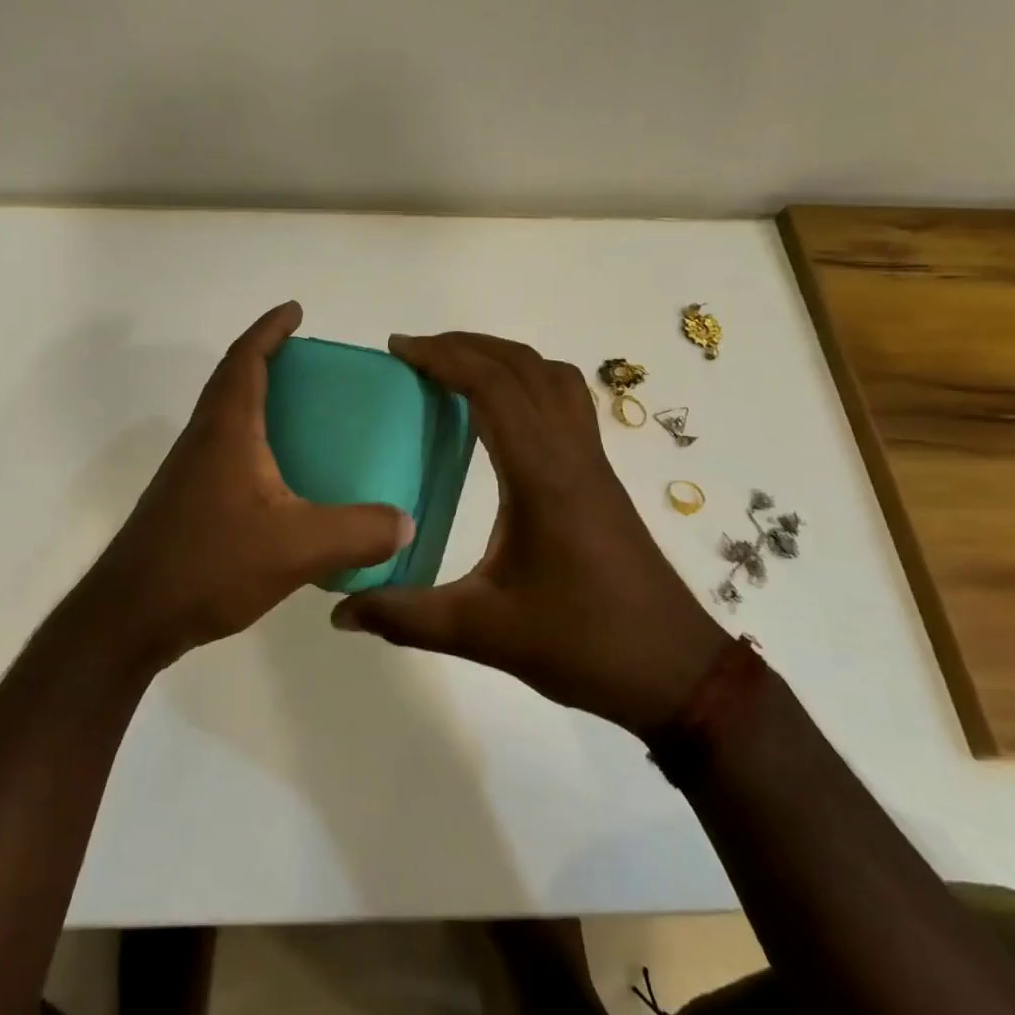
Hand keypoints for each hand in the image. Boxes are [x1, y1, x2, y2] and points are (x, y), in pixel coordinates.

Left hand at [77, 302, 414, 665]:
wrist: (130, 615)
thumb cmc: (209, 563)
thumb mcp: (296, 547)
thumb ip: (357, 532)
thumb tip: (404, 521)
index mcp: (227, 430)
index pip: (246, 359)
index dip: (269, 329)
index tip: (295, 310)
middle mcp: (203, 440)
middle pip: (232, 380)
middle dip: (266, 358)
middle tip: (308, 361)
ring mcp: (189, 472)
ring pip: (226, 416)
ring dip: (257, 399)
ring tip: (302, 414)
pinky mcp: (186, 501)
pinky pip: (225, 450)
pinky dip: (253, 441)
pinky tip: (280, 480)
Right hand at [332, 332, 728, 737]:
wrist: (674, 670)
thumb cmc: (583, 644)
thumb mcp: (484, 633)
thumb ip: (406, 618)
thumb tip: (341, 612)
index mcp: (542, 476)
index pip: (494, 387)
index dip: (445, 357)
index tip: (399, 349)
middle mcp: (571, 453)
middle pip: (523, 366)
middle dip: (466, 345)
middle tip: (415, 352)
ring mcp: (592, 461)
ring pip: (552, 377)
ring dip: (503, 357)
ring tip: (456, 368)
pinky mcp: (600, 476)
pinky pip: (566, 402)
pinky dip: (529, 382)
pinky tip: (501, 415)